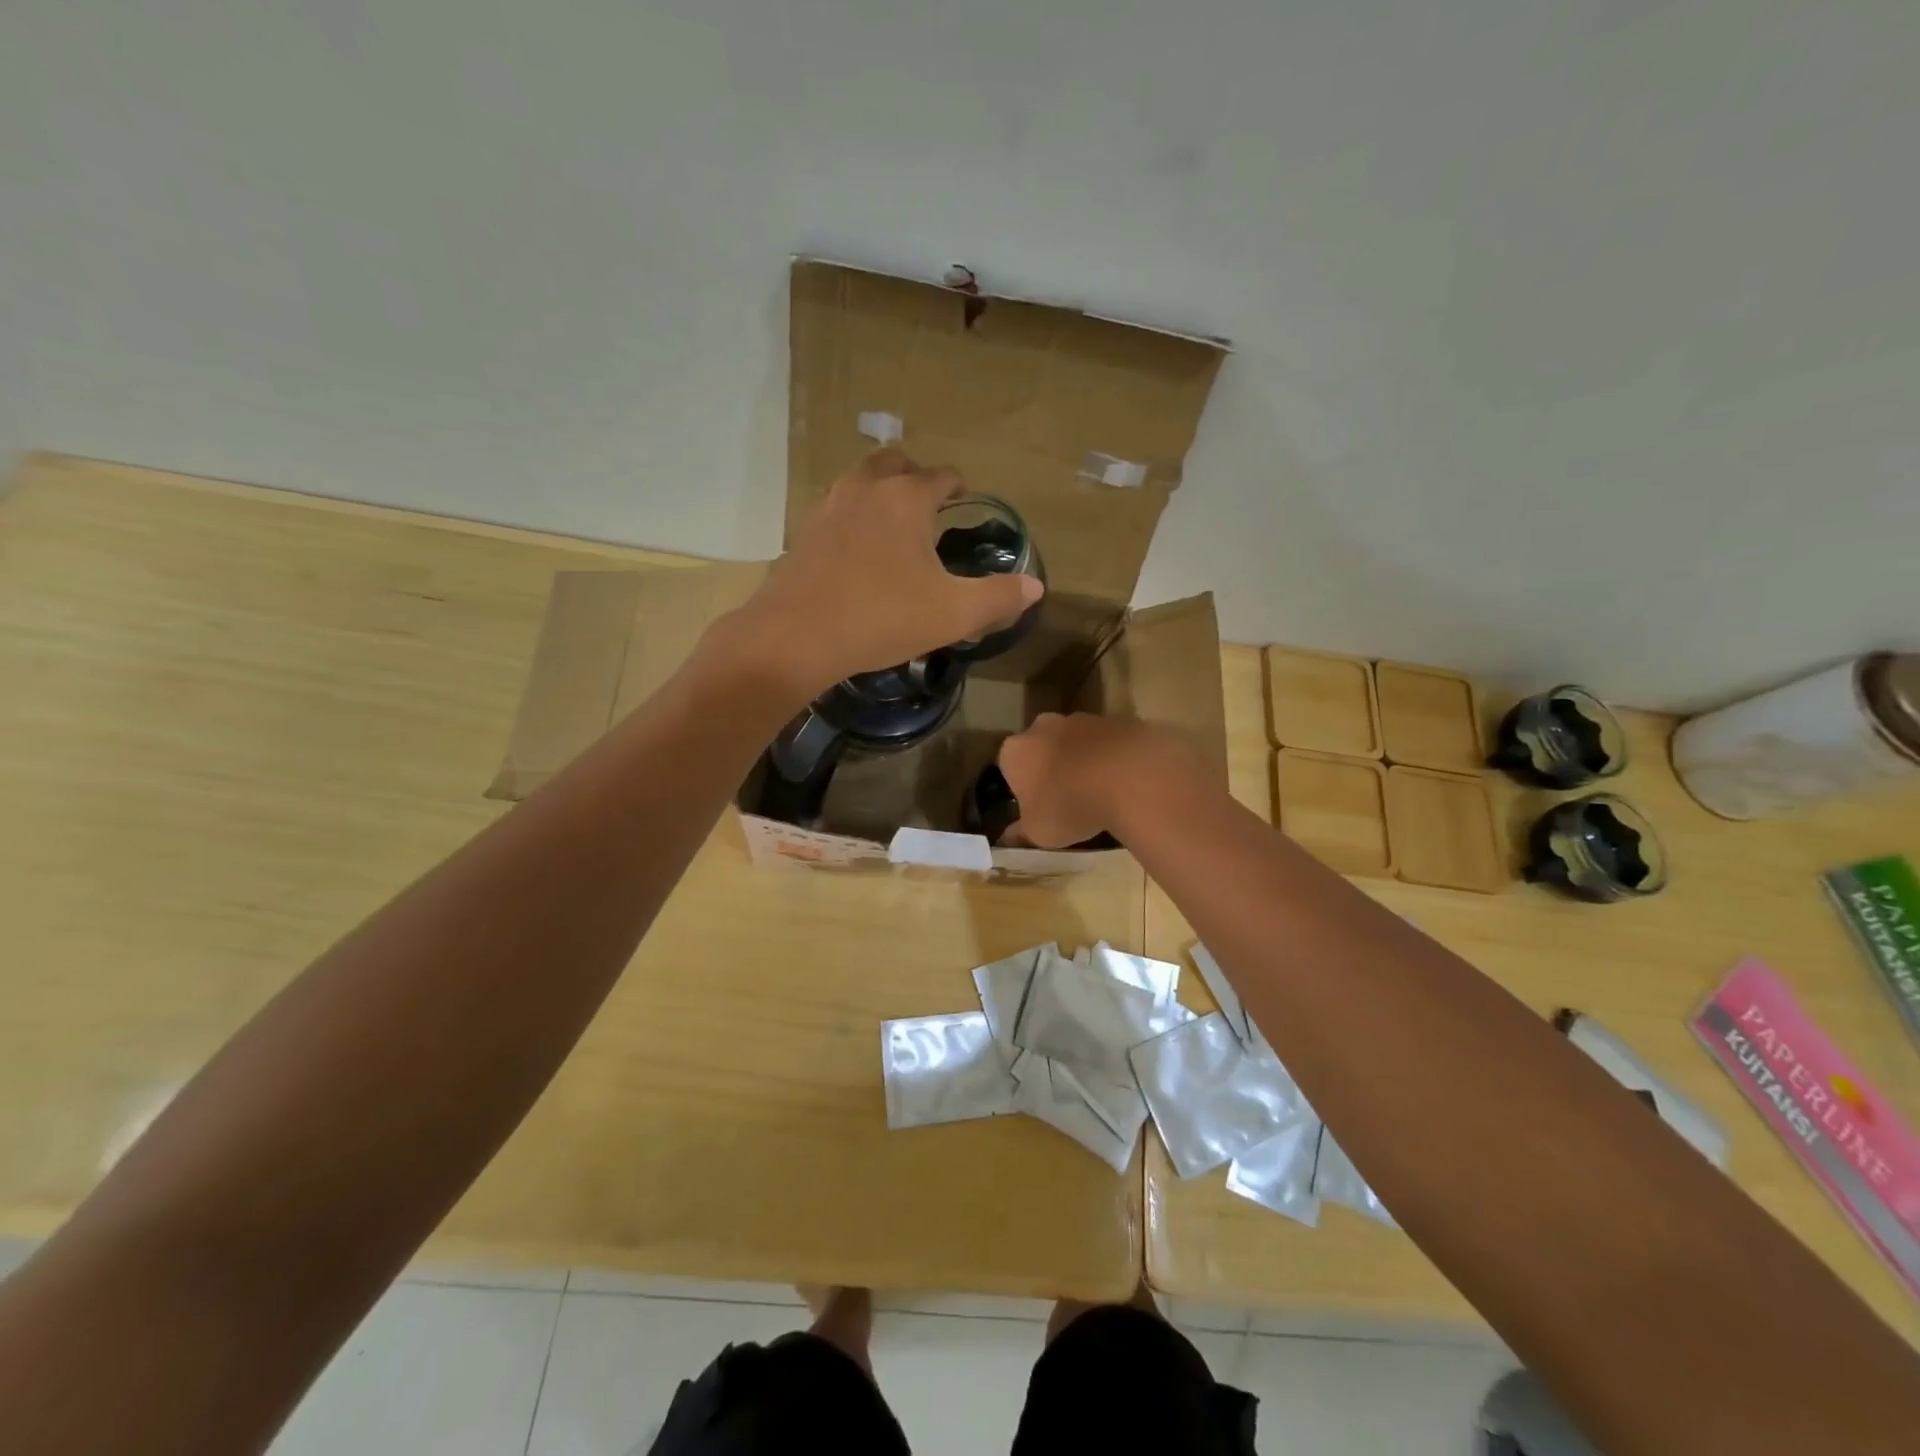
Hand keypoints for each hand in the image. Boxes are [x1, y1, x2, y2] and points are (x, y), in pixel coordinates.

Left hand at [720, 450, 1043, 699]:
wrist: (795, 636)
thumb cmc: (881, 618)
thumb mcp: (953, 613)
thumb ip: (998, 598)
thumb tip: (1035, 587)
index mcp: (906, 498)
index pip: (941, 475)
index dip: (959, 485)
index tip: (967, 498)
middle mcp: (866, 489)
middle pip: (895, 463)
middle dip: (917, 476)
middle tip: (931, 503)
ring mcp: (828, 507)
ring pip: (861, 481)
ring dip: (882, 491)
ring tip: (896, 523)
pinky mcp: (804, 533)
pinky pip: (837, 509)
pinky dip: (855, 516)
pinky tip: (860, 550)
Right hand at [997, 713, 1199, 848]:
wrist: (1128, 779)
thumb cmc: (1069, 806)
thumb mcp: (1039, 832)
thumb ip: (1021, 832)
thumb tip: (1008, 836)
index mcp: (1016, 751)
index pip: (1010, 767)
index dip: (1022, 787)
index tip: (1036, 806)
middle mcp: (1043, 726)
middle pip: (1042, 747)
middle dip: (1051, 767)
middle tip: (1066, 797)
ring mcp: (1083, 719)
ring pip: (1076, 742)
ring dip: (1083, 760)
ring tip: (1099, 792)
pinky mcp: (1117, 720)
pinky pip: (1108, 742)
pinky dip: (1112, 757)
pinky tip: (1124, 781)